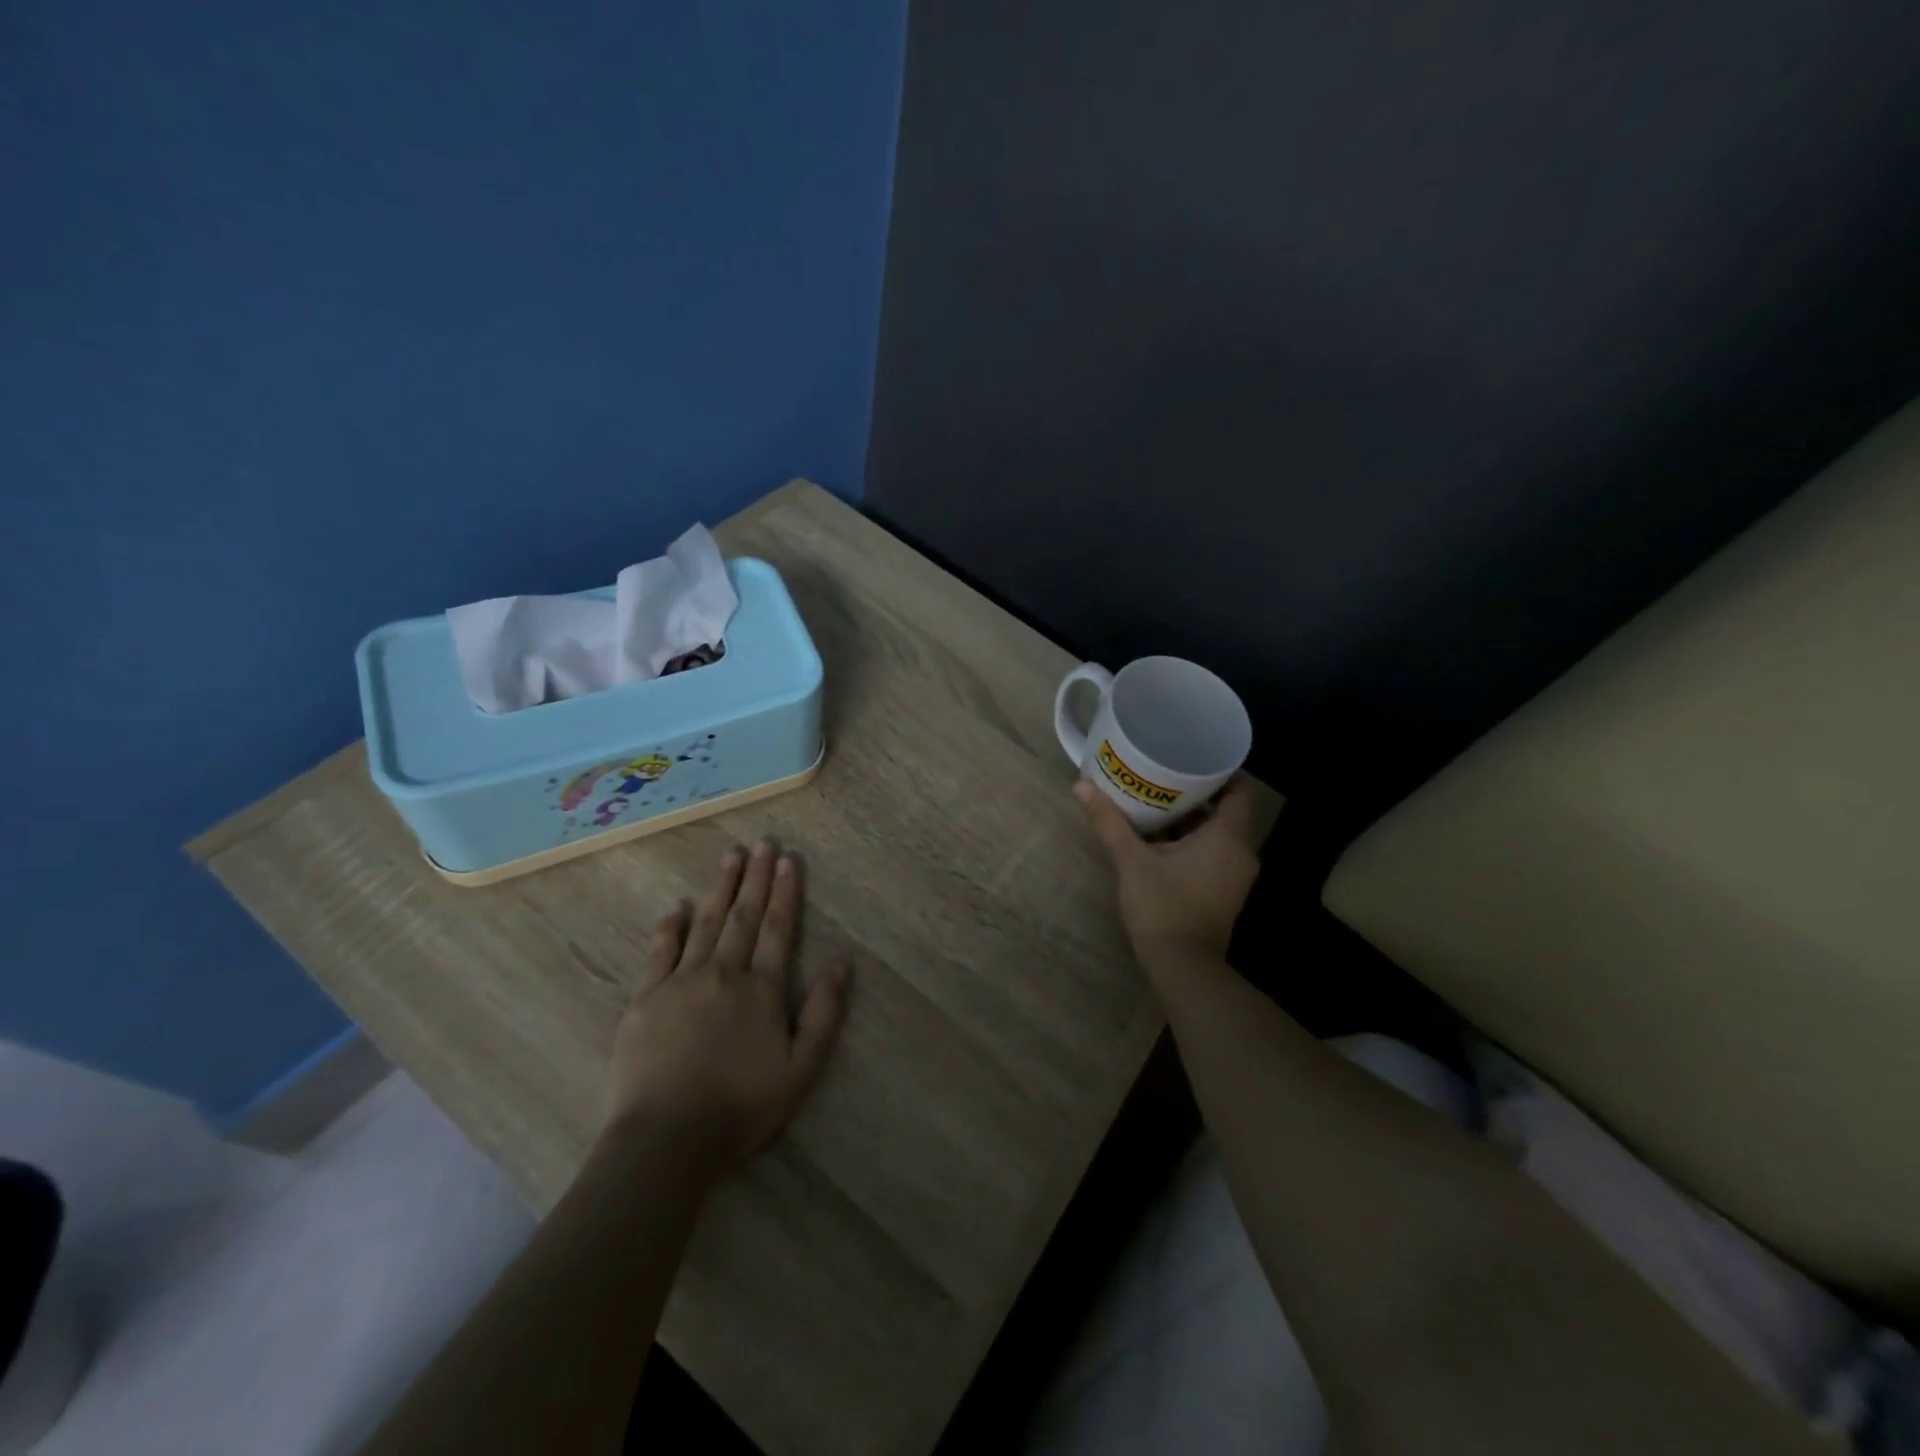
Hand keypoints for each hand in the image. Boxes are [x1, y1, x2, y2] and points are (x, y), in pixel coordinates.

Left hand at [605, 840, 850, 1177]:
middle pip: (743, 916)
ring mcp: (681, 982)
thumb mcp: (802, 1068)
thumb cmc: (742, 1106)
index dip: (786, 892)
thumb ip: (825, 1012)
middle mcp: (723, 973)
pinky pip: (660, 952)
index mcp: (761, 988)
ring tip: (731, 856)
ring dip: (720, 888)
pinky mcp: (646, 999)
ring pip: (705, 923)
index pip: (778, 928)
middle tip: (763, 842)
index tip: (789, 859)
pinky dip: (670, 927)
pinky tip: (676, 906)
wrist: (667, 1138)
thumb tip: (843, 962)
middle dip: (756, 878)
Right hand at [1074, 776, 1261, 957]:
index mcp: (1228, 837)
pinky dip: (1194, 842)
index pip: (1240, 789)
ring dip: (1193, 819)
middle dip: (1197, 793)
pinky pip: (1215, 854)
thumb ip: (1109, 821)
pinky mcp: (1225, 892)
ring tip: (1158, 802)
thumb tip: (1081, 786)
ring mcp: (1236, 875)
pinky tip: (1162, 838)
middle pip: (1226, 810)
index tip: (1192, 757)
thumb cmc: (1163, 905)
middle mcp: (1241, 852)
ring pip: (1219, 834)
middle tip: (1164, 775)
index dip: (1219, 770)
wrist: (1181, 966)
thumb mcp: (1131, 860)